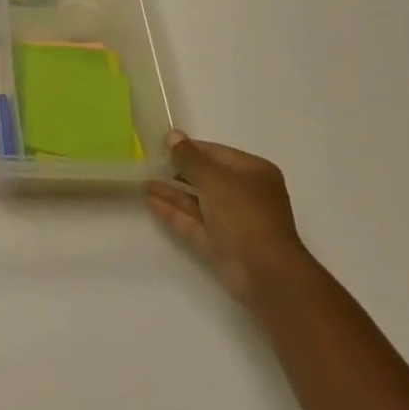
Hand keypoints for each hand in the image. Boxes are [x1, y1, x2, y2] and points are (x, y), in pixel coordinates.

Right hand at [147, 131, 312, 309]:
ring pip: (198, 201)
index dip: (189, 148)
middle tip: (149, 162)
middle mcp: (245, 194)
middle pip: (207, 177)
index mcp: (253, 172)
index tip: (162, 145)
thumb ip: (189, 157)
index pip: (216, 153)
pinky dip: (174, 212)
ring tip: (143, 181)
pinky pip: (194, 222)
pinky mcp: (221, 245)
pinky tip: (150, 201)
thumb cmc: (244, 214)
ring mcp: (233, 222)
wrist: (265, 274)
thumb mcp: (214, 178)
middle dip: (178, 171)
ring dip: (172, 192)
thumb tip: (172, 135)